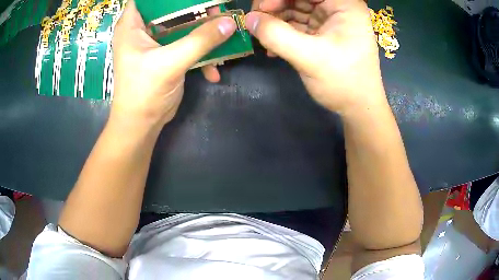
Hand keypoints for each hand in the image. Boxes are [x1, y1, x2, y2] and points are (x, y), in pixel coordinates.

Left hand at [111, 0, 235, 126]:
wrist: (142, 124)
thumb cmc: (144, 92)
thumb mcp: (170, 63)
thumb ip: (200, 40)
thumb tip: (230, 22)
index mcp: (132, 25)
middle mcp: (142, 29)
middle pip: (170, 8)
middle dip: (195, 9)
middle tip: (217, 12)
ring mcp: (156, 42)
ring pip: (182, 24)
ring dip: (203, 31)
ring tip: (224, 36)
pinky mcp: (167, 54)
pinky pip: (187, 43)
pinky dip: (200, 52)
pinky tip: (213, 69)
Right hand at [245, 0, 385, 114]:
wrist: (358, 108)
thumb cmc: (344, 82)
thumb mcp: (310, 58)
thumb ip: (277, 36)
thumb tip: (249, 19)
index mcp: (345, 5)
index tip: (260, 8)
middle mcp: (338, 8)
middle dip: (275, 6)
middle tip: (256, 20)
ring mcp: (330, 19)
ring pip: (296, 8)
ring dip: (276, 19)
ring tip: (261, 34)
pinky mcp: (323, 32)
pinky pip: (298, 23)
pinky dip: (283, 31)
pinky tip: (271, 45)